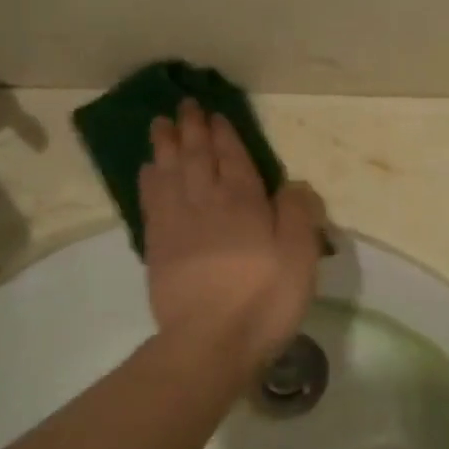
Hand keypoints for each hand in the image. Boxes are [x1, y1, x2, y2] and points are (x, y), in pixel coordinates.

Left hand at [140, 100, 325, 374]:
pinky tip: (148, 171)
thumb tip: (293, 184)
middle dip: (191, 130)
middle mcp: (206, 203)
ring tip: (159, 125)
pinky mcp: (158, 249)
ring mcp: (177, 225)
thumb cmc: (264, 299)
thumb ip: (298, 214)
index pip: (232, 158)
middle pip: (196, 158)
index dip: (224, 135)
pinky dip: (149, 181)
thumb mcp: (300, 256)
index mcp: (243, 202)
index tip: (215, 115)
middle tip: (184, 106)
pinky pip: (151, 202)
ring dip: (165, 146)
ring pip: (169, 173)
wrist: (210, 342)